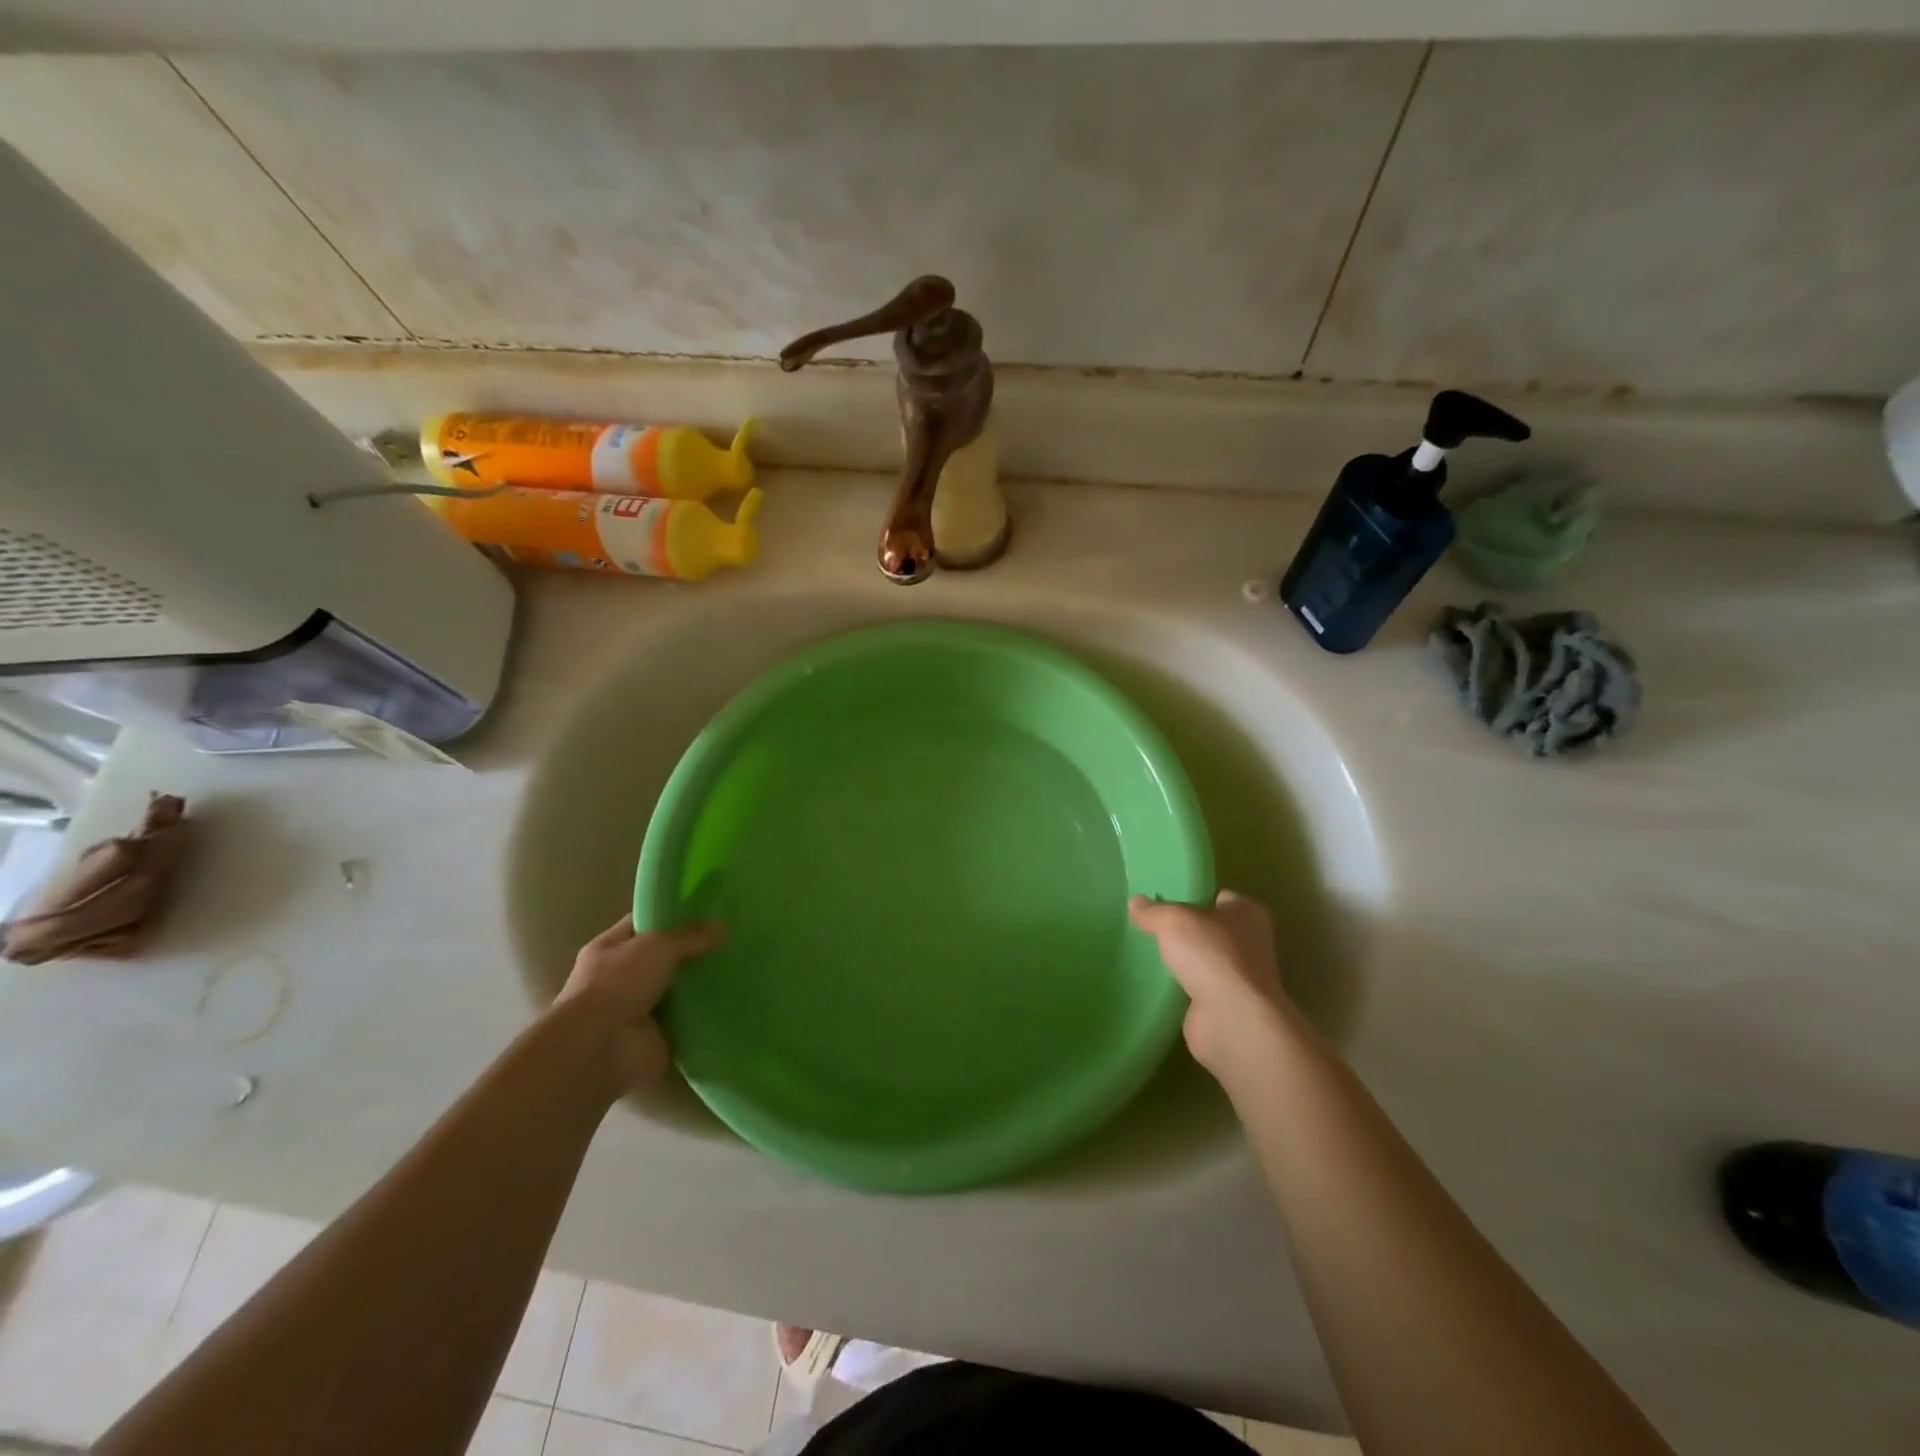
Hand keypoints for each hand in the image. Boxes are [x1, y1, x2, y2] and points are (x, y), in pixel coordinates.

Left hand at [553, 913, 724, 1092]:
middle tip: (729, 940)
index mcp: (609, 948)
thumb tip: (722, 926)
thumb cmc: (618, 984)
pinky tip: (734, 1002)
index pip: (643, 923)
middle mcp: (621, 978)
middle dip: (693, 951)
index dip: (671, 914)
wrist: (600, 1048)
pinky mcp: (657, 1036)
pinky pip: (688, 1021)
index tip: (707, 910)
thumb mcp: (658, 945)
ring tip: (739, 969)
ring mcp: (639, 1010)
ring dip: (702, 985)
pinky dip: (706, 1015)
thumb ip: (691, 936)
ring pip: (678, 990)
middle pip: (664, 958)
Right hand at [1129, 890, 1289, 1076]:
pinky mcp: (1224, 1005)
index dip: (1190, 896)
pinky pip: (1195, 987)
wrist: (1232, 1021)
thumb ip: (1153, 911)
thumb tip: (1135, 902)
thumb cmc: (1212, 957)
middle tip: (1146, 925)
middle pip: (1208, 928)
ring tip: (1144, 951)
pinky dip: (1179, 986)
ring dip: (1180, 960)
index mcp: (1247, 913)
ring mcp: (1238, 977)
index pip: (1217, 896)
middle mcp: (1249, 942)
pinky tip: (1153, 981)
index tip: (1160, 899)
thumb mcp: (1174, 920)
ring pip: (1201, 959)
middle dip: (1182, 930)